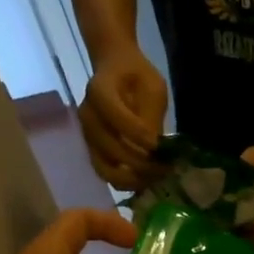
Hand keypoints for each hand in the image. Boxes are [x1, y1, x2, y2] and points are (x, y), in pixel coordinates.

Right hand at [79, 49, 168, 190]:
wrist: (116, 71)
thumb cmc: (137, 77)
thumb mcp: (153, 87)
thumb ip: (152, 115)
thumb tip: (156, 148)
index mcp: (99, 91)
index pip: (114, 115)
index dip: (136, 133)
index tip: (158, 144)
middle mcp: (88, 117)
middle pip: (110, 148)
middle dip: (141, 163)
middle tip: (165, 168)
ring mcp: (88, 137)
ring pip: (106, 169)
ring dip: (133, 179)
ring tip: (156, 177)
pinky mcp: (93, 151)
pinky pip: (107, 174)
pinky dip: (127, 182)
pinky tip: (146, 180)